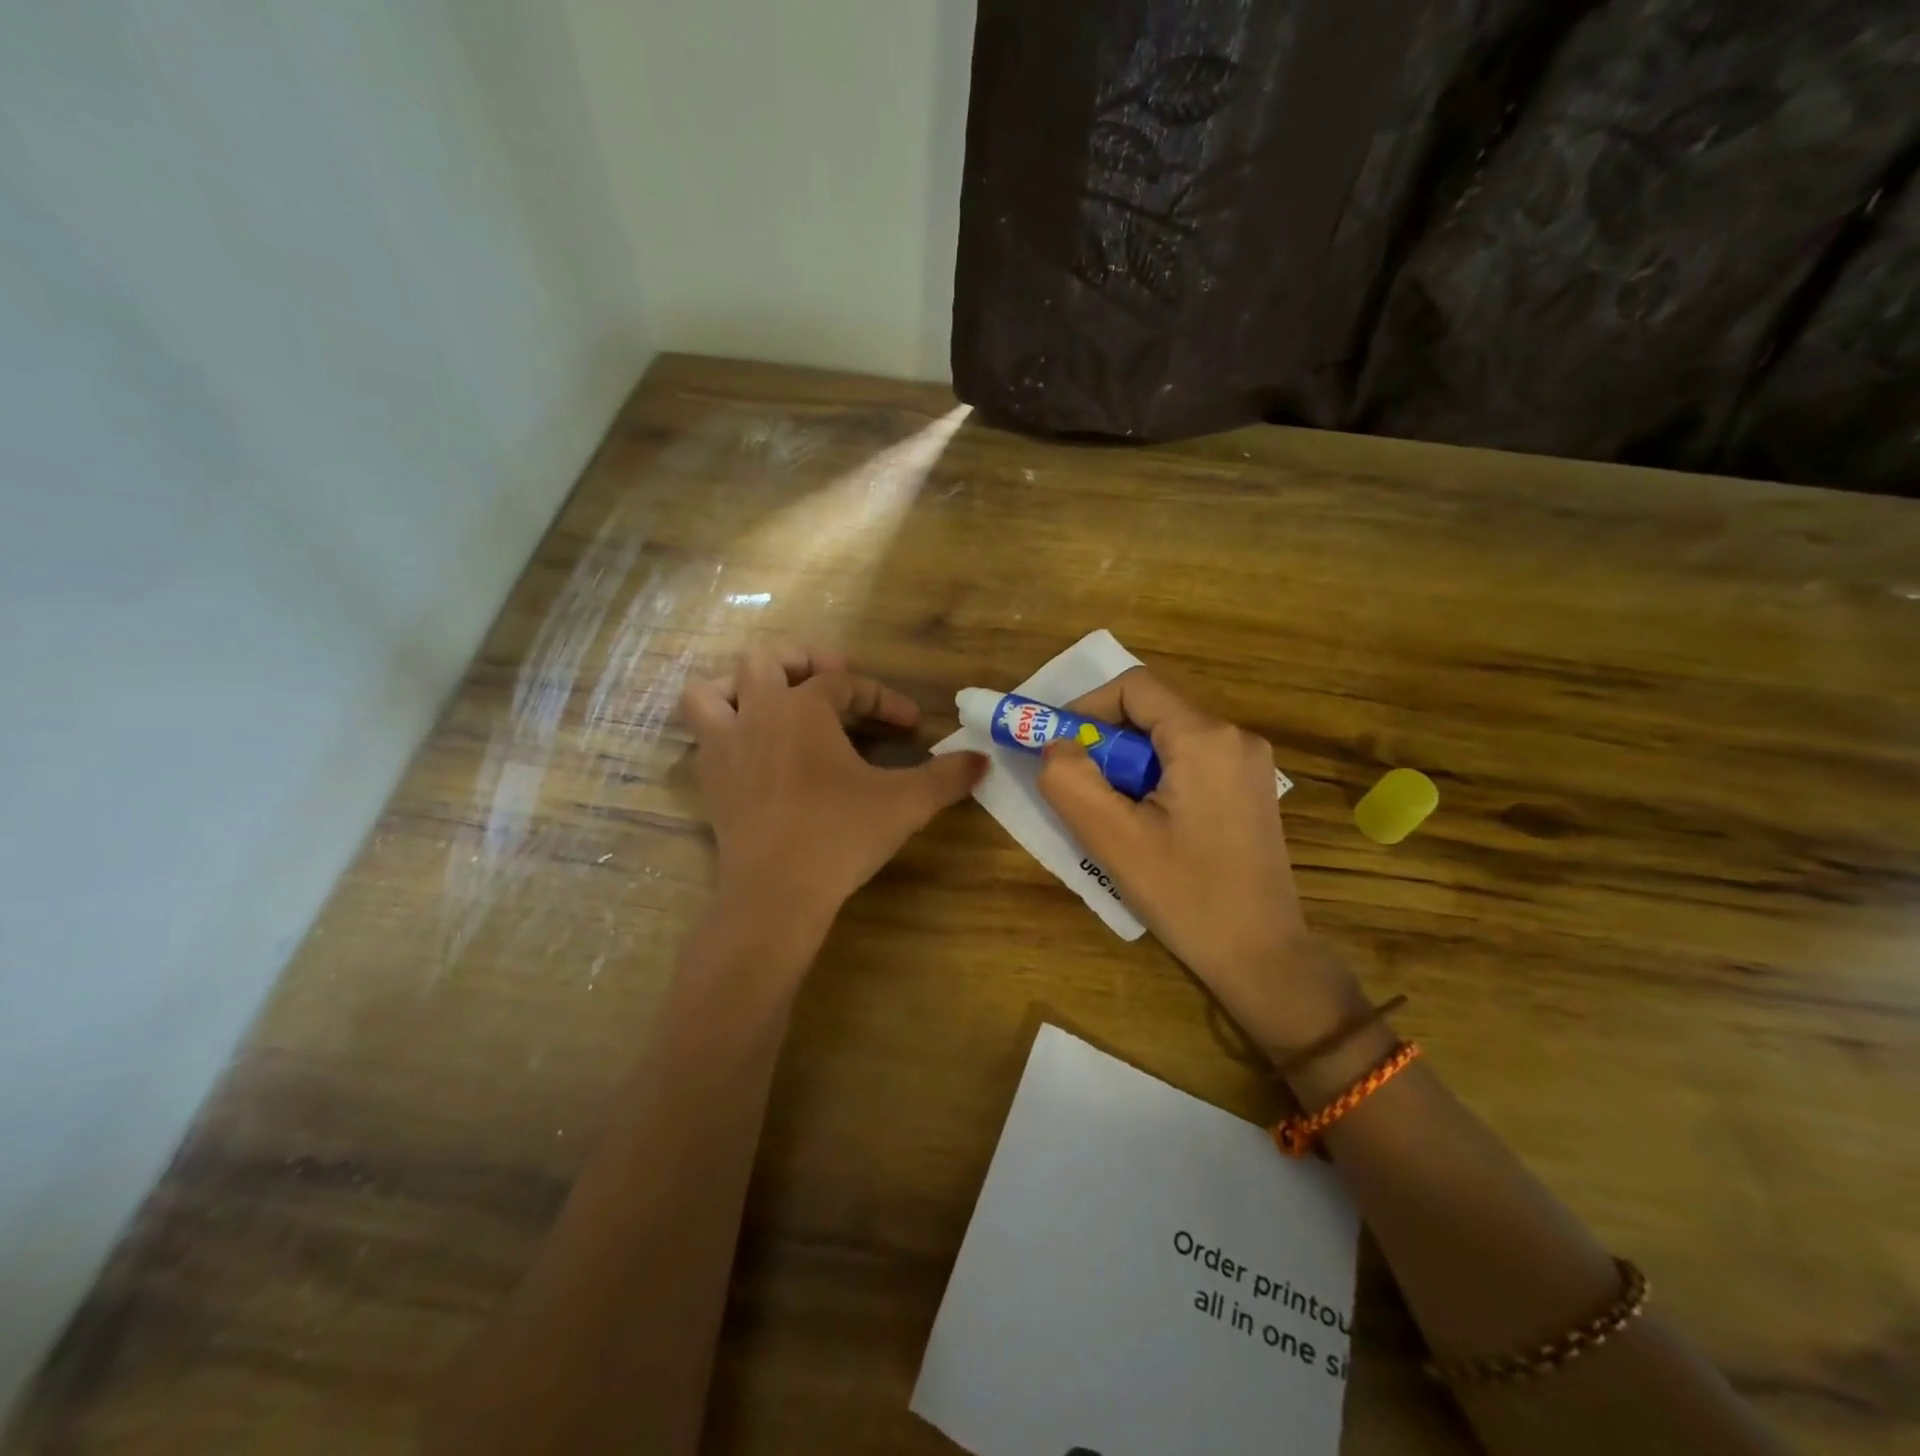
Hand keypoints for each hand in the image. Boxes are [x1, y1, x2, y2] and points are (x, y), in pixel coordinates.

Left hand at [680, 649, 985, 941]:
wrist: (775, 893)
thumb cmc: (840, 835)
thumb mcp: (905, 803)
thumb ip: (946, 777)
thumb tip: (983, 760)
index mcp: (803, 707)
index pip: (845, 683)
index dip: (882, 697)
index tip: (911, 724)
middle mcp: (758, 713)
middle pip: (766, 660)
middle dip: (801, 660)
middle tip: (831, 681)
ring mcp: (725, 746)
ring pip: (710, 691)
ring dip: (738, 685)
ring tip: (770, 701)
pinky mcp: (709, 780)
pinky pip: (704, 735)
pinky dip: (724, 728)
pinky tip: (754, 751)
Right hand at [1036, 668, 1360, 1056]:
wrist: (1262, 955)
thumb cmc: (1186, 895)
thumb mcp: (1113, 838)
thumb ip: (1070, 780)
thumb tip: (1057, 745)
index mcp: (1205, 738)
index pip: (1134, 687)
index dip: (1086, 706)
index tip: (1058, 746)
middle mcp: (1235, 736)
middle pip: (1152, 711)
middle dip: (1106, 741)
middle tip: (1080, 786)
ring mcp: (1249, 763)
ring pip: (1169, 738)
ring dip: (1128, 763)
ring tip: (1112, 812)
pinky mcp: (1250, 789)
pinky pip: (1190, 761)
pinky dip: (1155, 777)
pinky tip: (1148, 823)